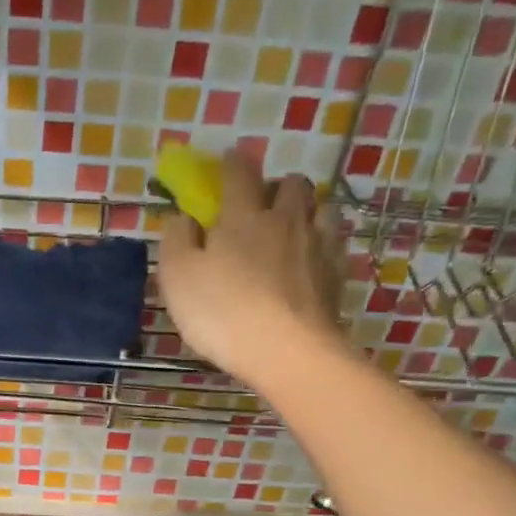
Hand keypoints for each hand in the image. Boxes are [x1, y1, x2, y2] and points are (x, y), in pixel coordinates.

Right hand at [157, 149, 347, 384]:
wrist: (287, 352)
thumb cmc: (223, 313)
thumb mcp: (178, 277)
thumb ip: (177, 240)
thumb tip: (183, 218)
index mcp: (244, 216)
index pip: (240, 173)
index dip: (232, 164)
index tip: (227, 163)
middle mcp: (286, 220)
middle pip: (292, 184)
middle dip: (277, 187)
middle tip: (262, 207)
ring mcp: (319, 246)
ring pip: (321, 209)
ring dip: (307, 212)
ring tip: (293, 232)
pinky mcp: (338, 276)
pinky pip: (335, 246)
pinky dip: (323, 246)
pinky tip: (313, 263)